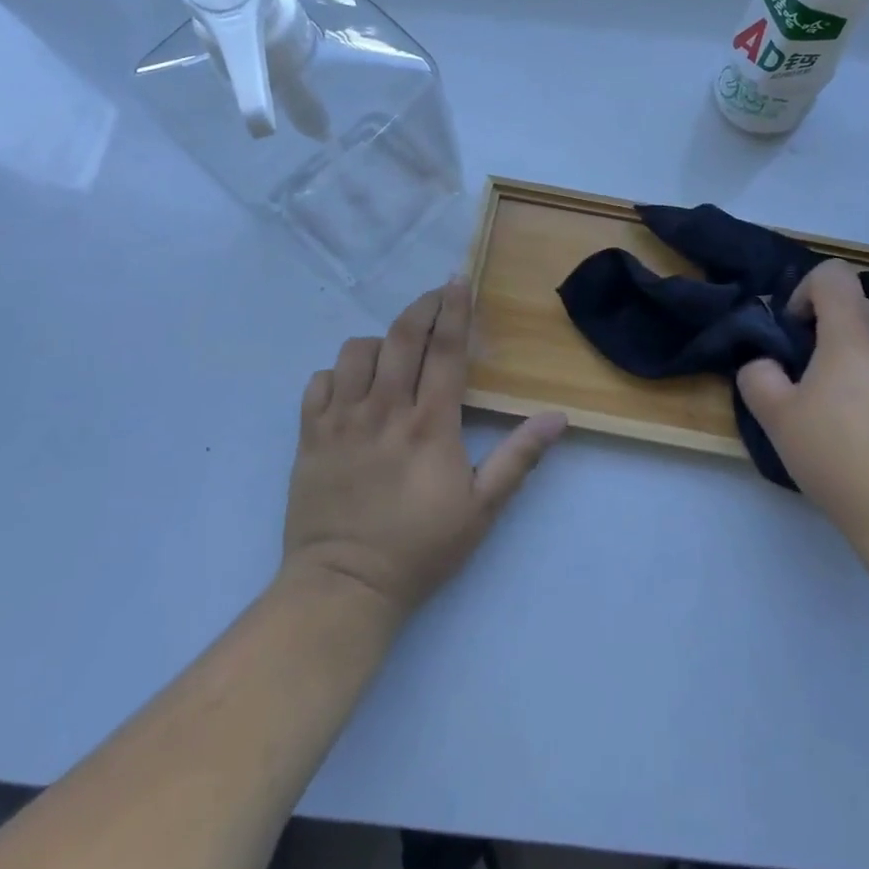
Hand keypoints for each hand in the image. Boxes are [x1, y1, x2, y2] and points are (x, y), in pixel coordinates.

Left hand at [282, 281, 565, 622]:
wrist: (344, 587)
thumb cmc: (419, 548)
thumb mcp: (482, 510)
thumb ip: (518, 458)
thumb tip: (558, 417)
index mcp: (429, 424)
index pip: (445, 350)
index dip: (454, 310)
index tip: (458, 281)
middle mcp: (384, 410)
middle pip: (401, 337)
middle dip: (421, 308)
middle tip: (435, 298)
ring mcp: (341, 420)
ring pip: (356, 352)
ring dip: (379, 342)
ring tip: (393, 355)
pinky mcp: (310, 436)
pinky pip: (319, 382)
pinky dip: (337, 374)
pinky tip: (351, 389)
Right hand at [736, 260, 868, 554]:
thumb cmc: (839, 458)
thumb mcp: (777, 419)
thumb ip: (758, 377)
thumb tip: (765, 364)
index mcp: (854, 335)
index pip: (833, 274)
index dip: (805, 291)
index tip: (795, 333)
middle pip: (859, 306)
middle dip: (829, 326)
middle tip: (810, 373)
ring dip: (857, 356)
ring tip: (842, 409)